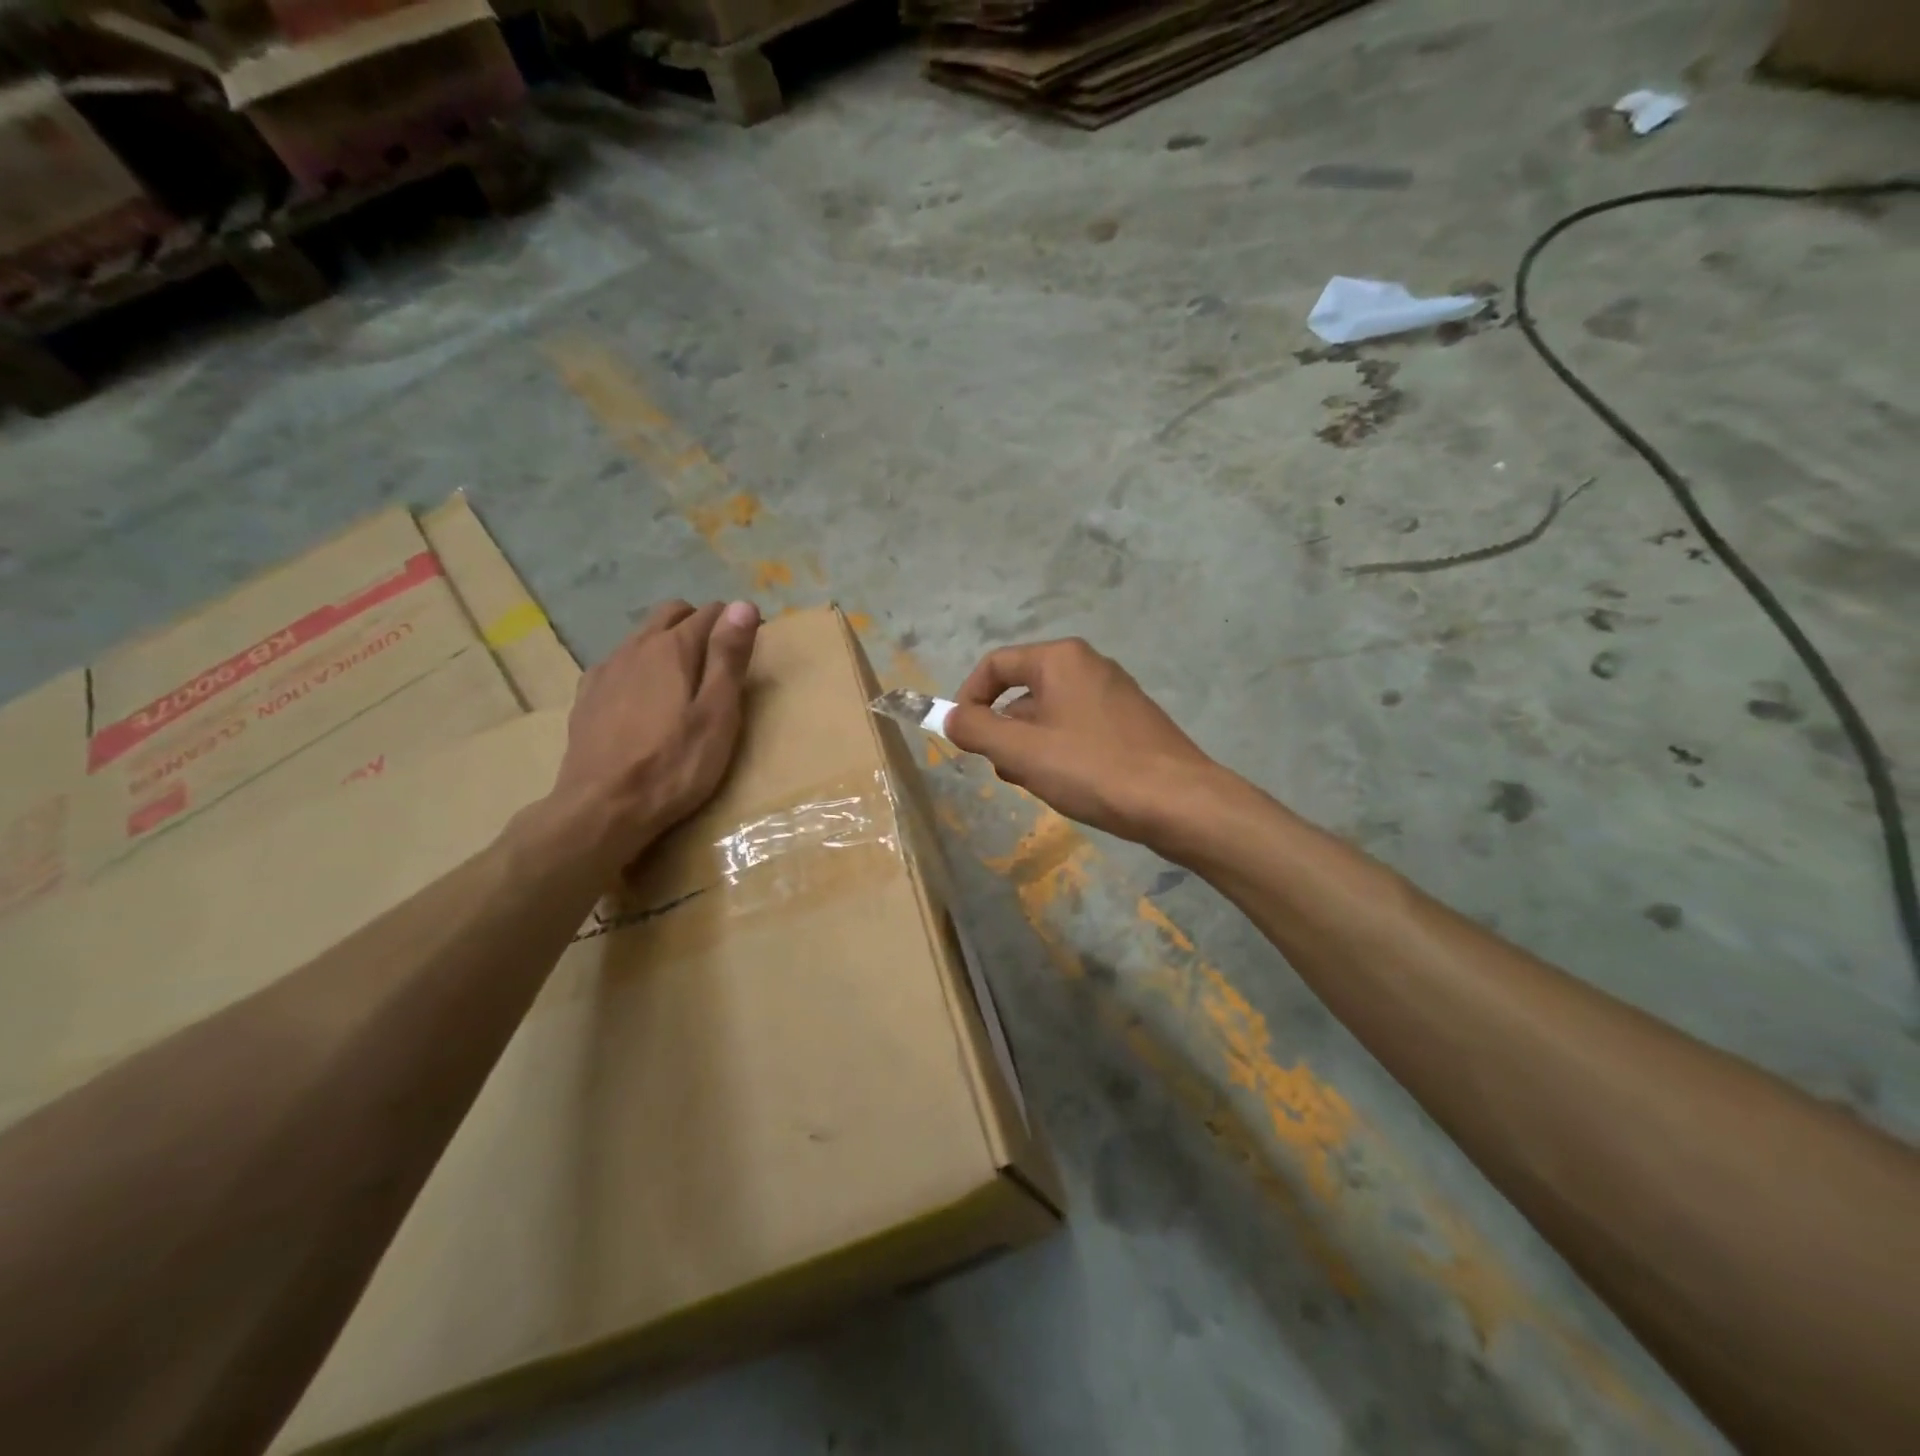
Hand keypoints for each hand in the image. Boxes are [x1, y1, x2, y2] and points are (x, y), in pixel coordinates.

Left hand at [535, 599, 760, 875]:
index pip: (712, 614)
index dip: (735, 624)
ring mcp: (606, 671)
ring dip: (668, 644)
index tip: (750, 646)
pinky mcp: (587, 697)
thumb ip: (729, 657)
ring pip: (643, 637)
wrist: (602, 809)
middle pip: (671, 613)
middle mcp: (635, 647)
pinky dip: (639, 668)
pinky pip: (619, 664)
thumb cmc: (675, 765)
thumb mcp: (718, 714)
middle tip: (720, 658)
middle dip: (699, 623)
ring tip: (684, 680)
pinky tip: (643, 699)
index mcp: (673, 648)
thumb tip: (744, 605)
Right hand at [944, 638, 1218, 844]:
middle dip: (1004, 731)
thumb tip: (949, 717)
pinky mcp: (1130, 721)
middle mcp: (1088, 665)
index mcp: (1060, 659)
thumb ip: (976, 730)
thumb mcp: (1021, 752)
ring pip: (1050, 714)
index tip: (961, 737)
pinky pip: (1077, 728)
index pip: (995, 666)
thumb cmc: (1093, 769)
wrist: (1179, 802)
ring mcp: (1114, 693)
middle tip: (1005, 770)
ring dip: (1031, 747)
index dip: (968, 698)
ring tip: (1039, 784)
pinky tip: (1069, 785)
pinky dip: (1060, 751)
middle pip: (1023, 691)